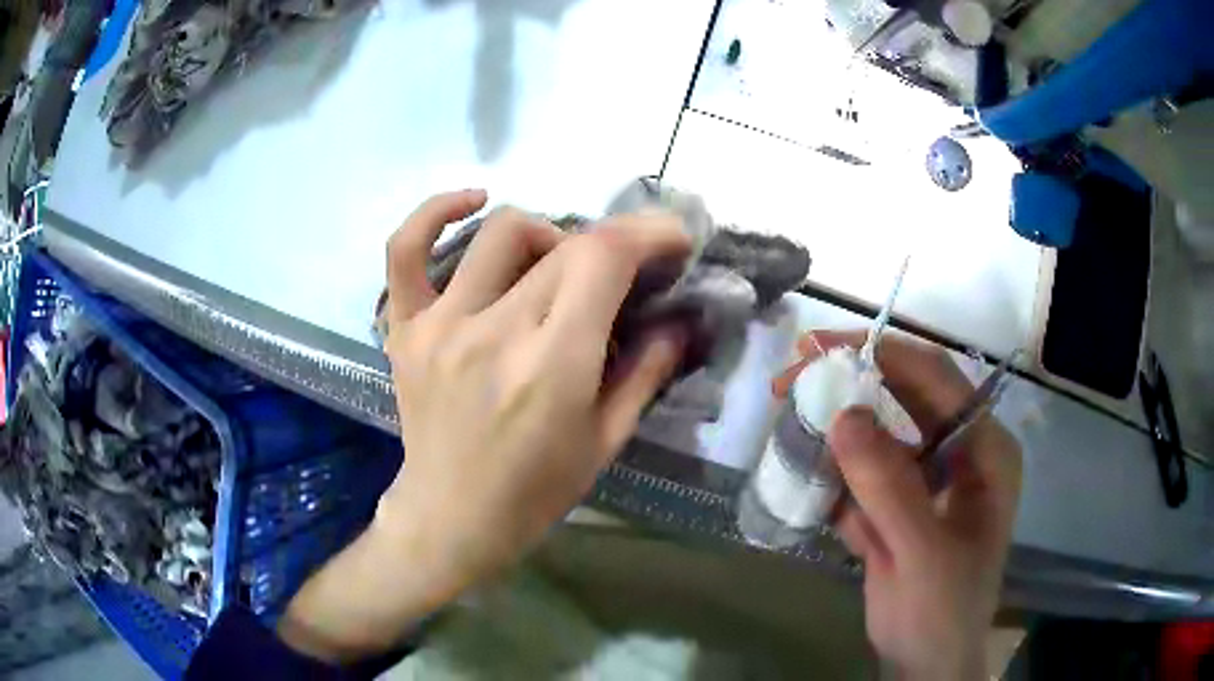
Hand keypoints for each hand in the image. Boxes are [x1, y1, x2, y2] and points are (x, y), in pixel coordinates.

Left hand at [278, 190, 690, 660]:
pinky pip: (405, 249)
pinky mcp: (405, 328)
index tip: (672, 239)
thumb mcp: (607, 440)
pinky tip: (472, 201)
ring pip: (501, 233)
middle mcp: (493, 332)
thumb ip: (647, 371)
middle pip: (564, 246)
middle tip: (624, 273)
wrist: (451, 518)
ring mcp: (440, 324)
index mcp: (552, 366)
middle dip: (611, 246)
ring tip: (557, 268)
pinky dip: (435, 213)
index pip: (602, 258)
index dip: (647, 233)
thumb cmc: (536, 491)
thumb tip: (680, 320)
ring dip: (547, 237)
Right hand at [775, 331, 1021, 679]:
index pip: (936, 379)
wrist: (925, 663)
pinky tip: (802, 476)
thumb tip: (843, 416)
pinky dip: (831, 472)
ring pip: (878, 435)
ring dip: (834, 430)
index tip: (820, 348)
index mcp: (984, 449)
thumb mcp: (922, 551)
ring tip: (787, 423)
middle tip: (791, 378)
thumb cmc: (942, 609)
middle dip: (850, 384)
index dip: (882, 354)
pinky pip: (861, 474)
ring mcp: (926, 479)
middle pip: (904, 397)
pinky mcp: (897, 505)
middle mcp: (959, 452)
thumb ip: (889, 487)